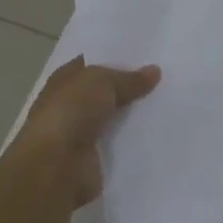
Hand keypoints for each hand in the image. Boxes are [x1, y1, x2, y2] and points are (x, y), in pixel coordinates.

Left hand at [4, 55, 160, 209]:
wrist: (55, 168)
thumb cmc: (70, 113)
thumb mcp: (102, 82)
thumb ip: (128, 78)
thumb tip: (155, 71)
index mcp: (63, 80)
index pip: (91, 63)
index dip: (115, 58)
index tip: (146, 55)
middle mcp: (69, 105)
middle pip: (104, 91)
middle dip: (129, 86)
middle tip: (163, 77)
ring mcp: (79, 133)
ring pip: (113, 117)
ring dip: (132, 114)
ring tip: (166, 102)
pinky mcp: (92, 158)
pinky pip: (118, 143)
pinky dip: (133, 139)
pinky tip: (158, 130)